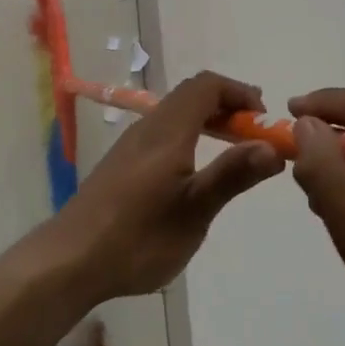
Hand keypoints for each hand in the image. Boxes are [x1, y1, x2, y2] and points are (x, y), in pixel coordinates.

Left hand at [45, 71, 284, 301]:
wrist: (71, 259)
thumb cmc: (138, 237)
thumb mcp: (194, 211)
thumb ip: (232, 175)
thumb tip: (272, 146)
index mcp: (167, 132)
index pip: (206, 86)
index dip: (238, 92)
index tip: (264, 120)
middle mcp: (147, 128)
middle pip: (190, 96)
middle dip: (227, 105)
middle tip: (255, 135)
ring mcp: (130, 146)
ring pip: (174, 114)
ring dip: (208, 121)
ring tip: (233, 152)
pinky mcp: (121, 164)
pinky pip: (162, 133)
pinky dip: (189, 136)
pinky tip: (194, 172)